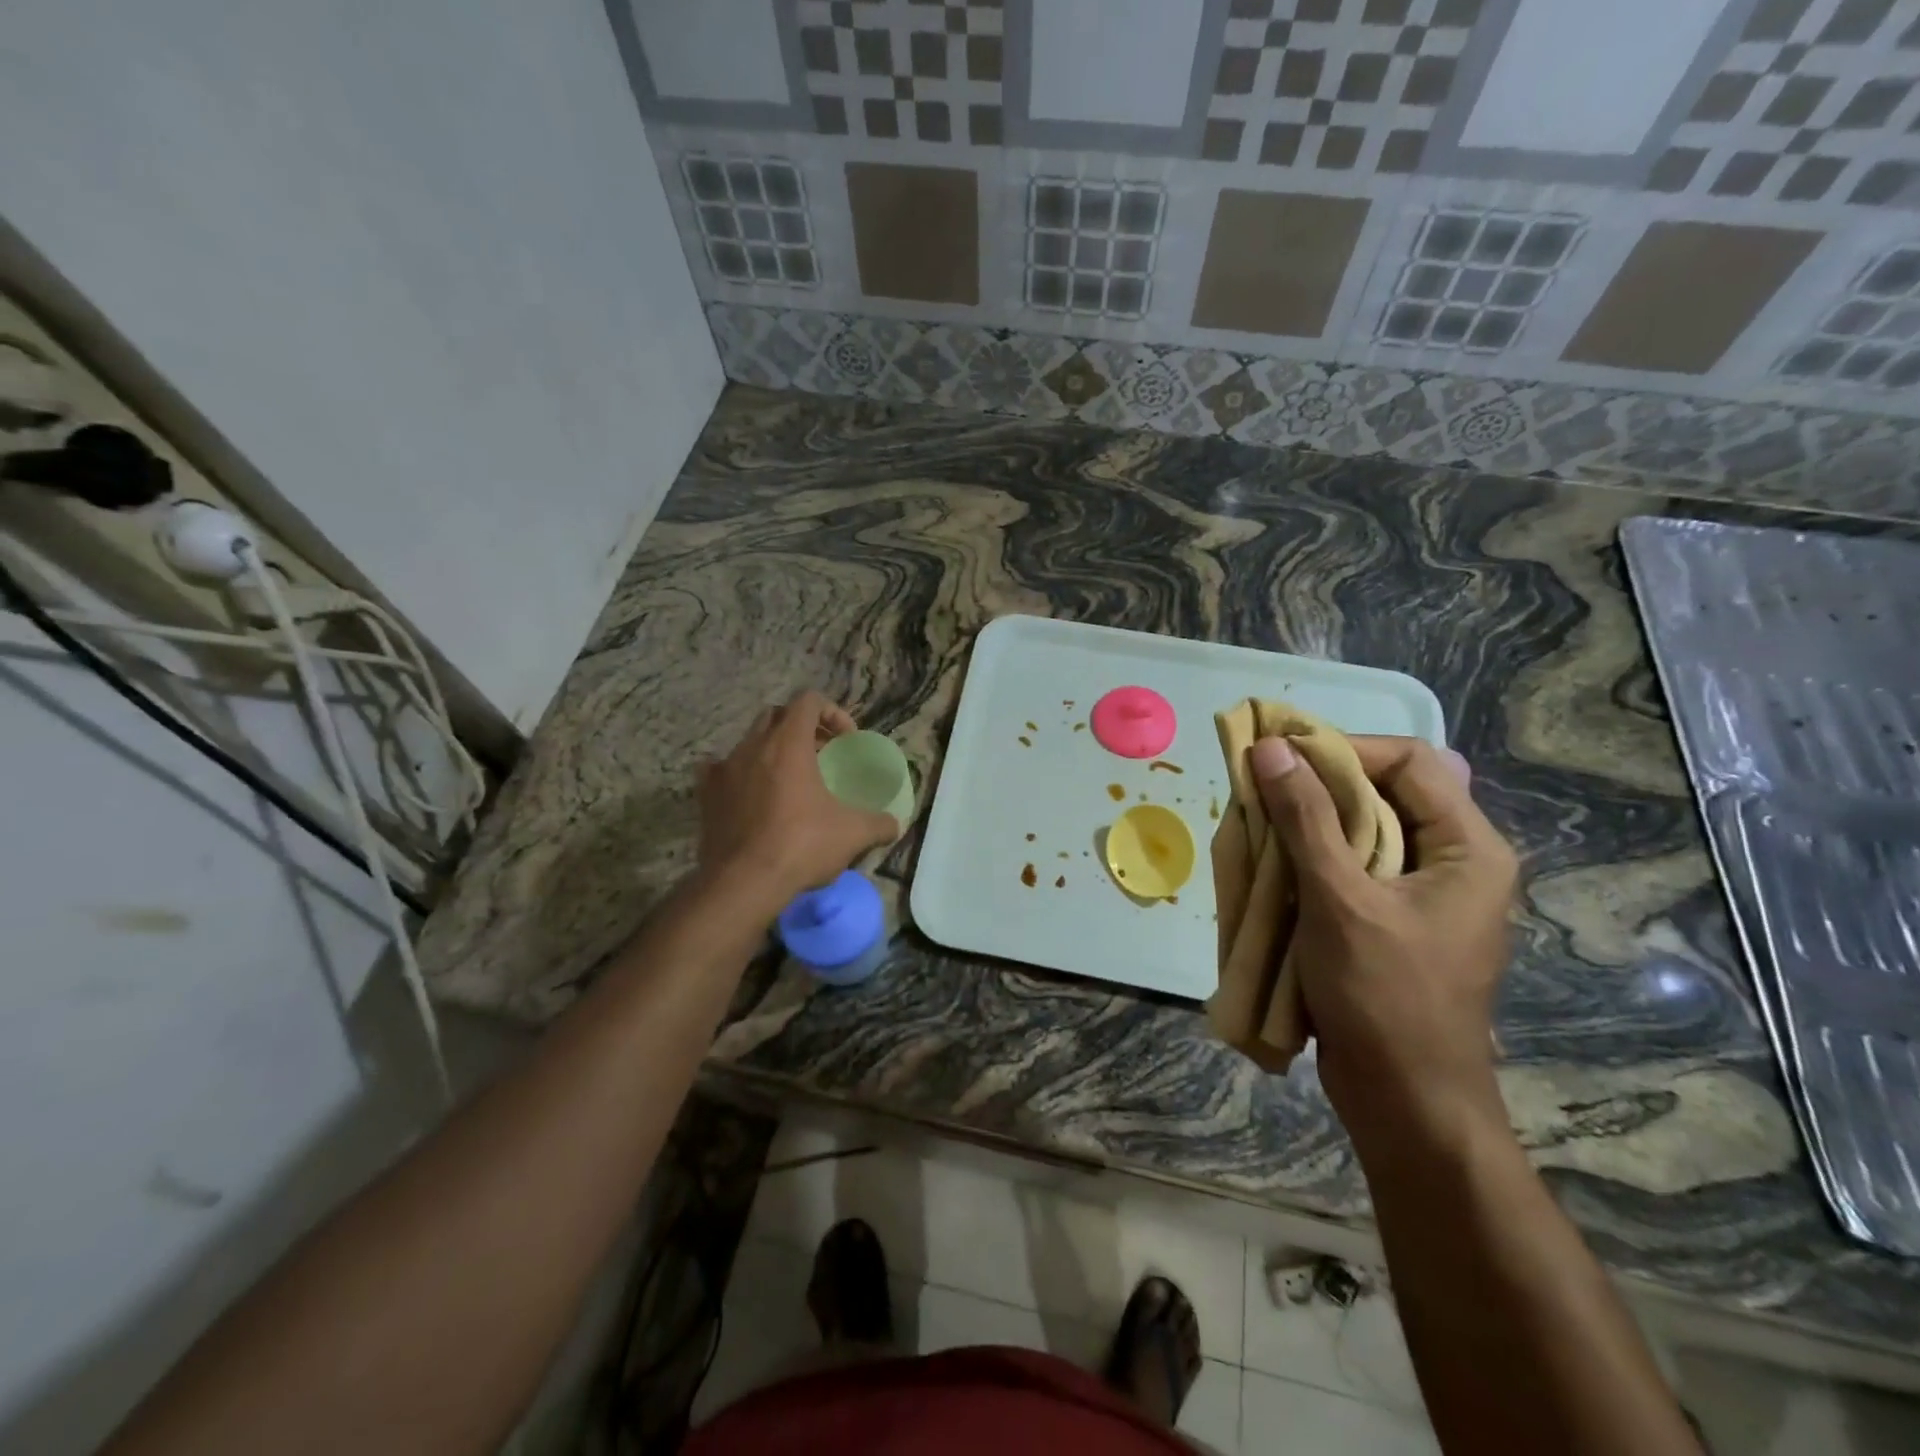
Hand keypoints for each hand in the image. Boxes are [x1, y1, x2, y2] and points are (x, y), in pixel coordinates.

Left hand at [697, 691, 897, 907]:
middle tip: (820, 754)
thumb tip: (894, 824)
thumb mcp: (853, 834)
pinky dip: (738, 773)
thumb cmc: (801, 846)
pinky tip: (749, 793)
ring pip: (748, 741)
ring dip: (771, 750)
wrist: (743, 883)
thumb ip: (878, 824)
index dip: (832, 712)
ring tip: (788, 779)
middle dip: (801, 727)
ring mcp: (724, 769)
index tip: (845, 740)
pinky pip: (719, 769)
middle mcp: (752, 746)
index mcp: (788, 744)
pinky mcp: (706, 795)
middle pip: (776, 716)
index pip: (808, 701)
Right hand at [1249, 735, 1517, 1140]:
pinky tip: (1276, 864)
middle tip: (1263, 788)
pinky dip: (1315, 855)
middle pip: (1388, 790)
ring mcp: (1427, 893)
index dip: (1344, 749)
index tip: (1280, 756)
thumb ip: (1305, 819)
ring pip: (1368, 827)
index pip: (1411, 761)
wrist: (1406, 1101)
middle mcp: (1456, 860)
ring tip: (1261, 822)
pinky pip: (1357, 864)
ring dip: (1312, 821)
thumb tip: (1272, 748)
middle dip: (1321, 784)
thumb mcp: (1339, 900)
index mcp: (1469, 848)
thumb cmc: (1382, 997)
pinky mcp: (1397, 919)